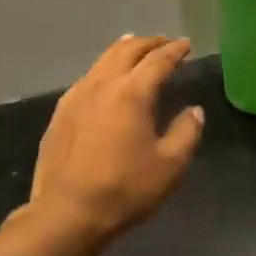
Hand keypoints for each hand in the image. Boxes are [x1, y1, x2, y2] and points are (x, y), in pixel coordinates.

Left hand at [27, 35, 205, 241]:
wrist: (66, 213)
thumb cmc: (124, 189)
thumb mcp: (170, 166)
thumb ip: (186, 133)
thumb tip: (194, 111)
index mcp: (132, 92)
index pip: (158, 60)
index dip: (175, 50)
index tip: (186, 45)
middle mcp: (103, 84)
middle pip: (127, 50)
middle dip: (149, 43)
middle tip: (164, 43)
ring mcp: (77, 96)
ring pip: (103, 60)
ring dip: (124, 50)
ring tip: (134, 46)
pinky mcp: (61, 112)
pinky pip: (87, 77)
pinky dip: (103, 68)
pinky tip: (104, 78)